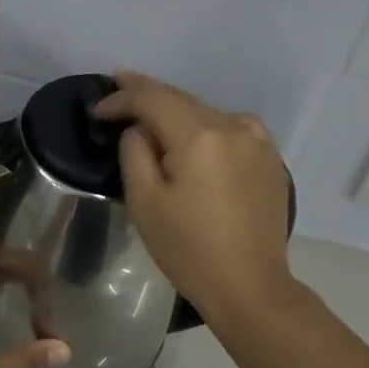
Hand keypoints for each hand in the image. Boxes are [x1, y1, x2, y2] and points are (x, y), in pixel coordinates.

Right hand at [92, 70, 292, 322]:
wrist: (249, 286)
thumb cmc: (188, 249)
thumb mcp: (145, 201)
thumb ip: (136, 152)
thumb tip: (140, 129)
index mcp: (199, 136)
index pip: (153, 100)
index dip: (122, 99)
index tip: (98, 109)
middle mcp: (232, 127)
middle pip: (182, 98)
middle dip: (148, 92)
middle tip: (119, 81)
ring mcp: (257, 142)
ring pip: (208, 111)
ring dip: (178, 107)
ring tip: (152, 108)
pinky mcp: (270, 159)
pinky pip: (233, 127)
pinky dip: (209, 122)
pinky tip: (199, 132)